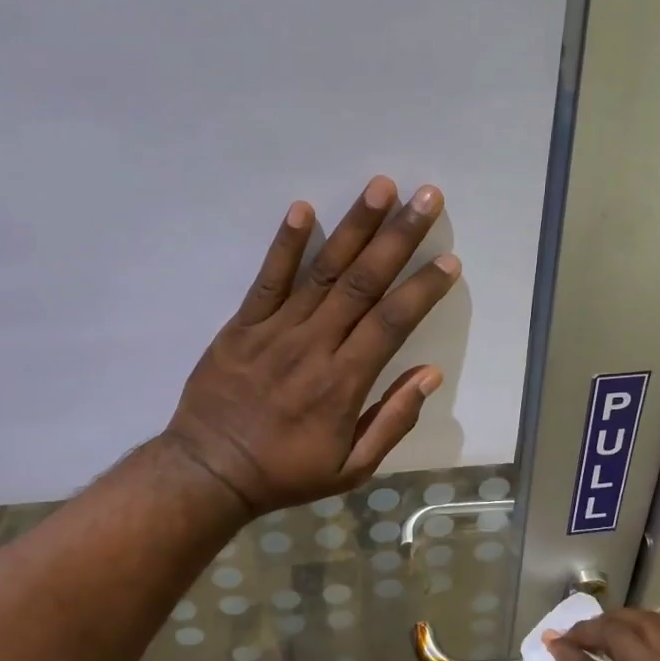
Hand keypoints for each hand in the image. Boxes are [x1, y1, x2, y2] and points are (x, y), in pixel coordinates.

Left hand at [162, 176, 459, 517]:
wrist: (211, 472)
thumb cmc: (286, 473)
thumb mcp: (351, 469)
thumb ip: (392, 421)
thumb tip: (429, 375)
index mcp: (344, 383)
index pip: (392, 323)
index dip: (422, 289)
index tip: (448, 260)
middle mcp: (314, 347)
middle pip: (363, 283)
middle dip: (398, 238)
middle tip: (426, 198)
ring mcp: (275, 331)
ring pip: (322, 271)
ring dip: (353, 227)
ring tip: (380, 187)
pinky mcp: (242, 326)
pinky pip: (267, 280)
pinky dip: (284, 244)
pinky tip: (302, 209)